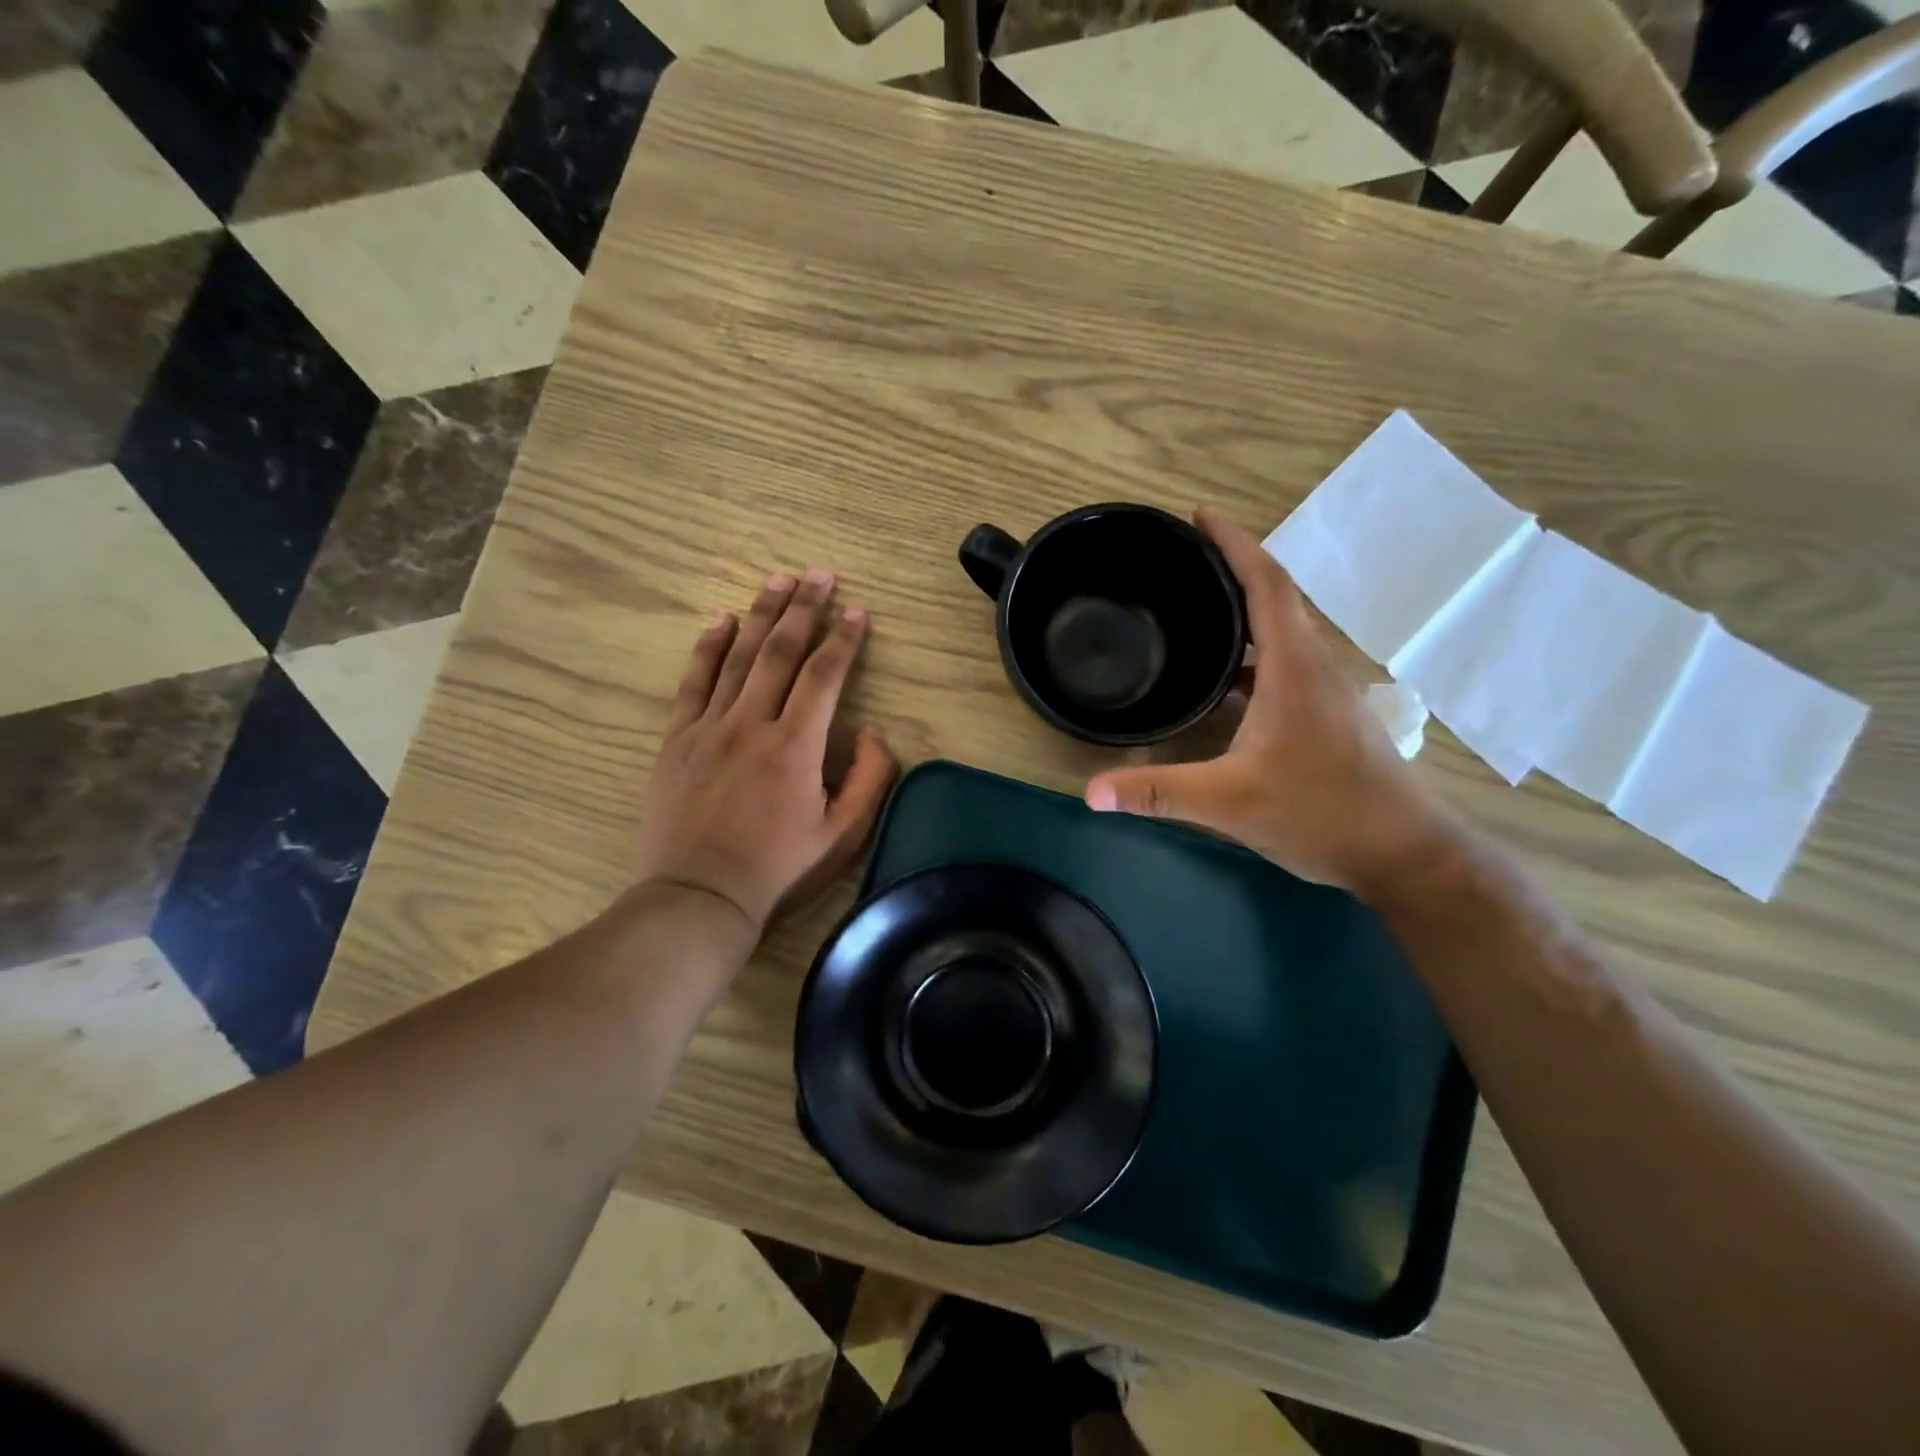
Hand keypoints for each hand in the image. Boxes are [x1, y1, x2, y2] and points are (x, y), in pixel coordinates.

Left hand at [634, 569, 898, 931]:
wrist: (698, 897)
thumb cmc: (777, 869)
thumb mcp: (842, 835)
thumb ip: (869, 778)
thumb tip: (872, 730)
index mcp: (796, 745)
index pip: (825, 675)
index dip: (844, 639)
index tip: (858, 611)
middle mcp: (752, 723)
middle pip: (781, 652)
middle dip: (804, 609)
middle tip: (819, 574)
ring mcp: (709, 727)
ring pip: (738, 657)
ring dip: (761, 615)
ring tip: (779, 580)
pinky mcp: (678, 740)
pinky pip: (694, 682)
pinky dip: (708, 648)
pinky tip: (721, 621)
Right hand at [1085, 508, 1454, 893]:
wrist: (1404, 854)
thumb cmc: (1321, 813)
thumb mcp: (1229, 802)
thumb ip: (1158, 792)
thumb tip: (1091, 792)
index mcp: (1294, 667)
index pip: (1266, 583)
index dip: (1234, 543)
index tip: (1200, 515)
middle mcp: (1315, 666)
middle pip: (1275, 598)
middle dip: (1230, 570)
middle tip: (1181, 564)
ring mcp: (1327, 692)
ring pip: (1282, 633)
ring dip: (1243, 614)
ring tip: (1193, 613)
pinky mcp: (1329, 716)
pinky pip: (1285, 664)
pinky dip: (1252, 656)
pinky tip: (1222, 684)